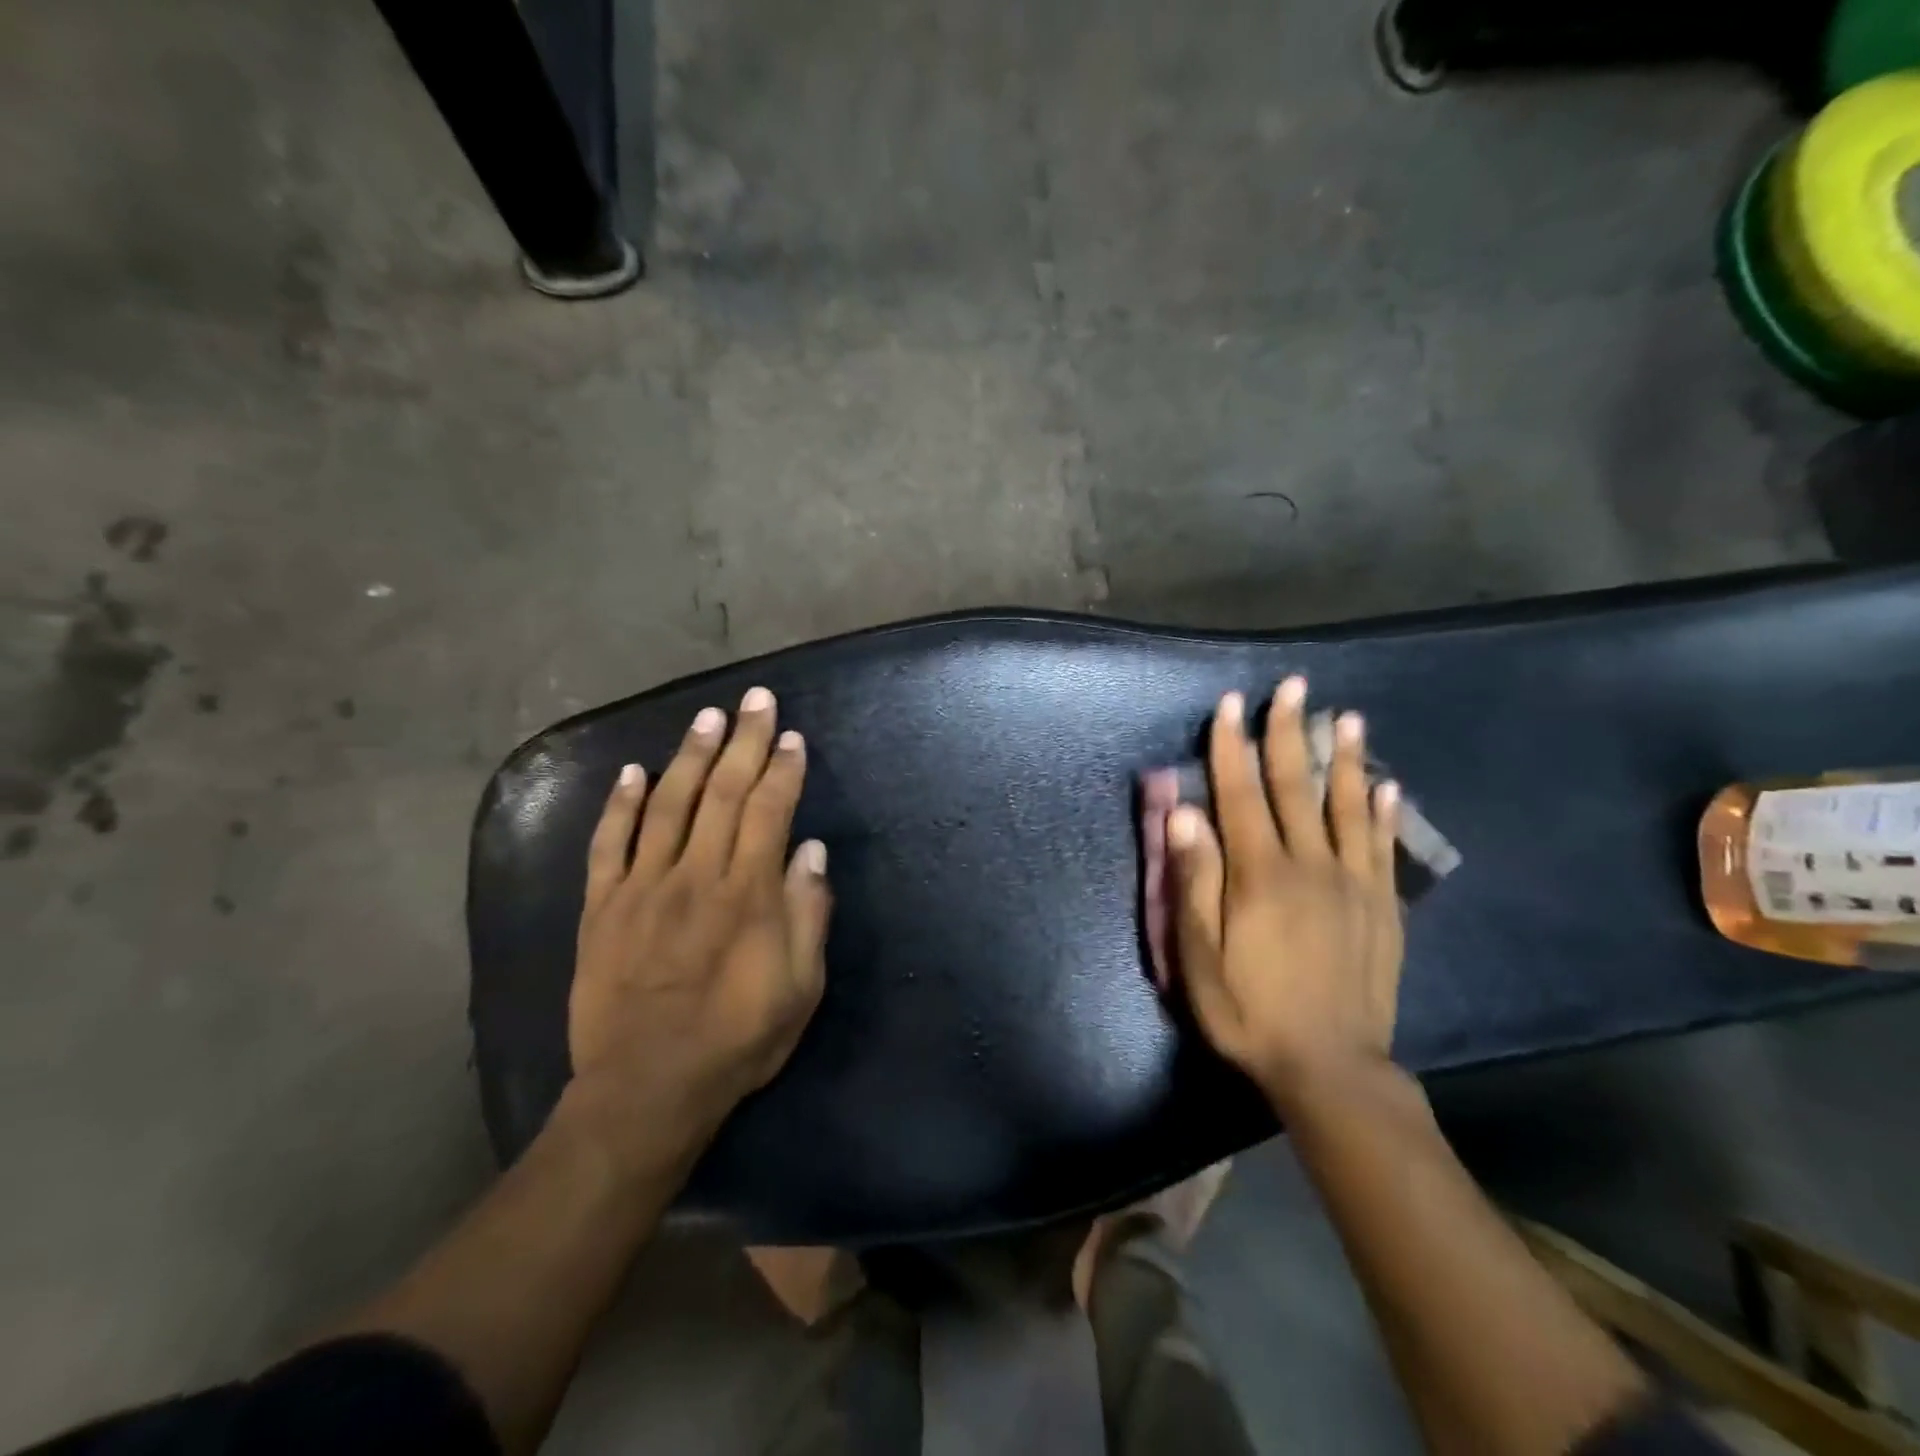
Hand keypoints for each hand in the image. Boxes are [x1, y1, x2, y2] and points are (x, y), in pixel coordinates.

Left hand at [566, 687, 830, 1169]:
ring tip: (707, 717)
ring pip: (668, 805)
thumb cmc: (736, 1040)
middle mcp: (695, 876)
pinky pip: (608, 845)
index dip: (782, 769)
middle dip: (744, 741)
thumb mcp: (800, 989)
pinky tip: (632, 771)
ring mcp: (643, 887)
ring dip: (690, 756)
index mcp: (747, 895)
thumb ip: (808, 915)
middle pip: (724, 793)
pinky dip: (619, 804)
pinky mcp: (602, 907)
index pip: (769, 812)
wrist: (645, 1090)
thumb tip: (810, 851)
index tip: (792, 736)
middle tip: (756, 700)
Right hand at [1167, 677, 1403, 1106]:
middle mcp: (1309, 865)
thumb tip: (1184, 815)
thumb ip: (1194, 882)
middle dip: (1290, 732)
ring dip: (1345, 758)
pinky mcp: (1382, 908)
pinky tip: (1384, 786)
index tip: (1231, 704)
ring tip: (1348, 717)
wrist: (1331, 1068)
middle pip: (1296, 786)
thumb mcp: (1199, 956)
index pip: (1241, 794)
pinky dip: (1382, 813)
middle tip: (1293, 686)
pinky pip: (1382, 848)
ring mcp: (1353, 884)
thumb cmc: (1249, 1011)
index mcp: (1259, 874)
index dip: (1232, 746)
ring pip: (1347, 807)